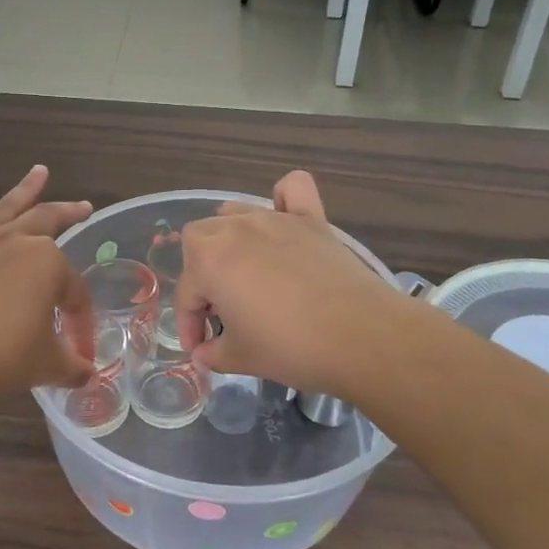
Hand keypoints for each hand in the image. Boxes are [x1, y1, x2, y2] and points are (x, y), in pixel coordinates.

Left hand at [0, 165, 96, 407]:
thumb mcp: (44, 365)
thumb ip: (70, 366)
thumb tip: (86, 375)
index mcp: (46, 264)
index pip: (73, 290)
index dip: (79, 317)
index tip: (79, 348)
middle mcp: (14, 243)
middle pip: (47, 221)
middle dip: (68, 213)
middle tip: (83, 206)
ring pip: (5, 209)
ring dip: (24, 190)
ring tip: (38, 172)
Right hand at [176, 171, 408, 396]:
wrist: (361, 337)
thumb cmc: (291, 347)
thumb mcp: (242, 358)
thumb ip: (214, 353)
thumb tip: (204, 353)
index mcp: (209, 261)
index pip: (187, 293)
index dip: (189, 324)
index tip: (201, 349)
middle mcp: (235, 229)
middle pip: (200, 241)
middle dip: (202, 275)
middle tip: (222, 310)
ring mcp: (275, 219)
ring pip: (235, 213)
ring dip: (230, 239)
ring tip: (244, 272)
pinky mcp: (311, 220)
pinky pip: (292, 190)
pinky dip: (283, 197)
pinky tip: (284, 216)